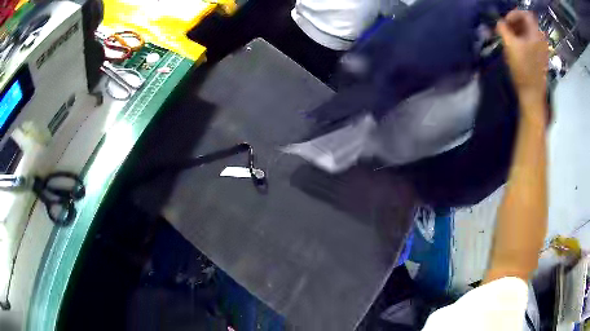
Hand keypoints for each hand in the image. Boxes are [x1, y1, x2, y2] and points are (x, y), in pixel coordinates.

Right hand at [496, 10, 548, 104]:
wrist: (532, 94)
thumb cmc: (522, 69)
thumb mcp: (510, 45)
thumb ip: (502, 28)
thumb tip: (499, 22)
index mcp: (536, 34)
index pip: (525, 14)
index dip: (513, 14)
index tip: (505, 22)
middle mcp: (541, 39)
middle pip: (527, 22)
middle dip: (515, 23)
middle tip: (506, 29)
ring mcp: (542, 49)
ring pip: (529, 32)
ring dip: (518, 31)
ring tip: (509, 37)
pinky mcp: (541, 58)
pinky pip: (532, 42)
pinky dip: (523, 40)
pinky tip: (517, 47)